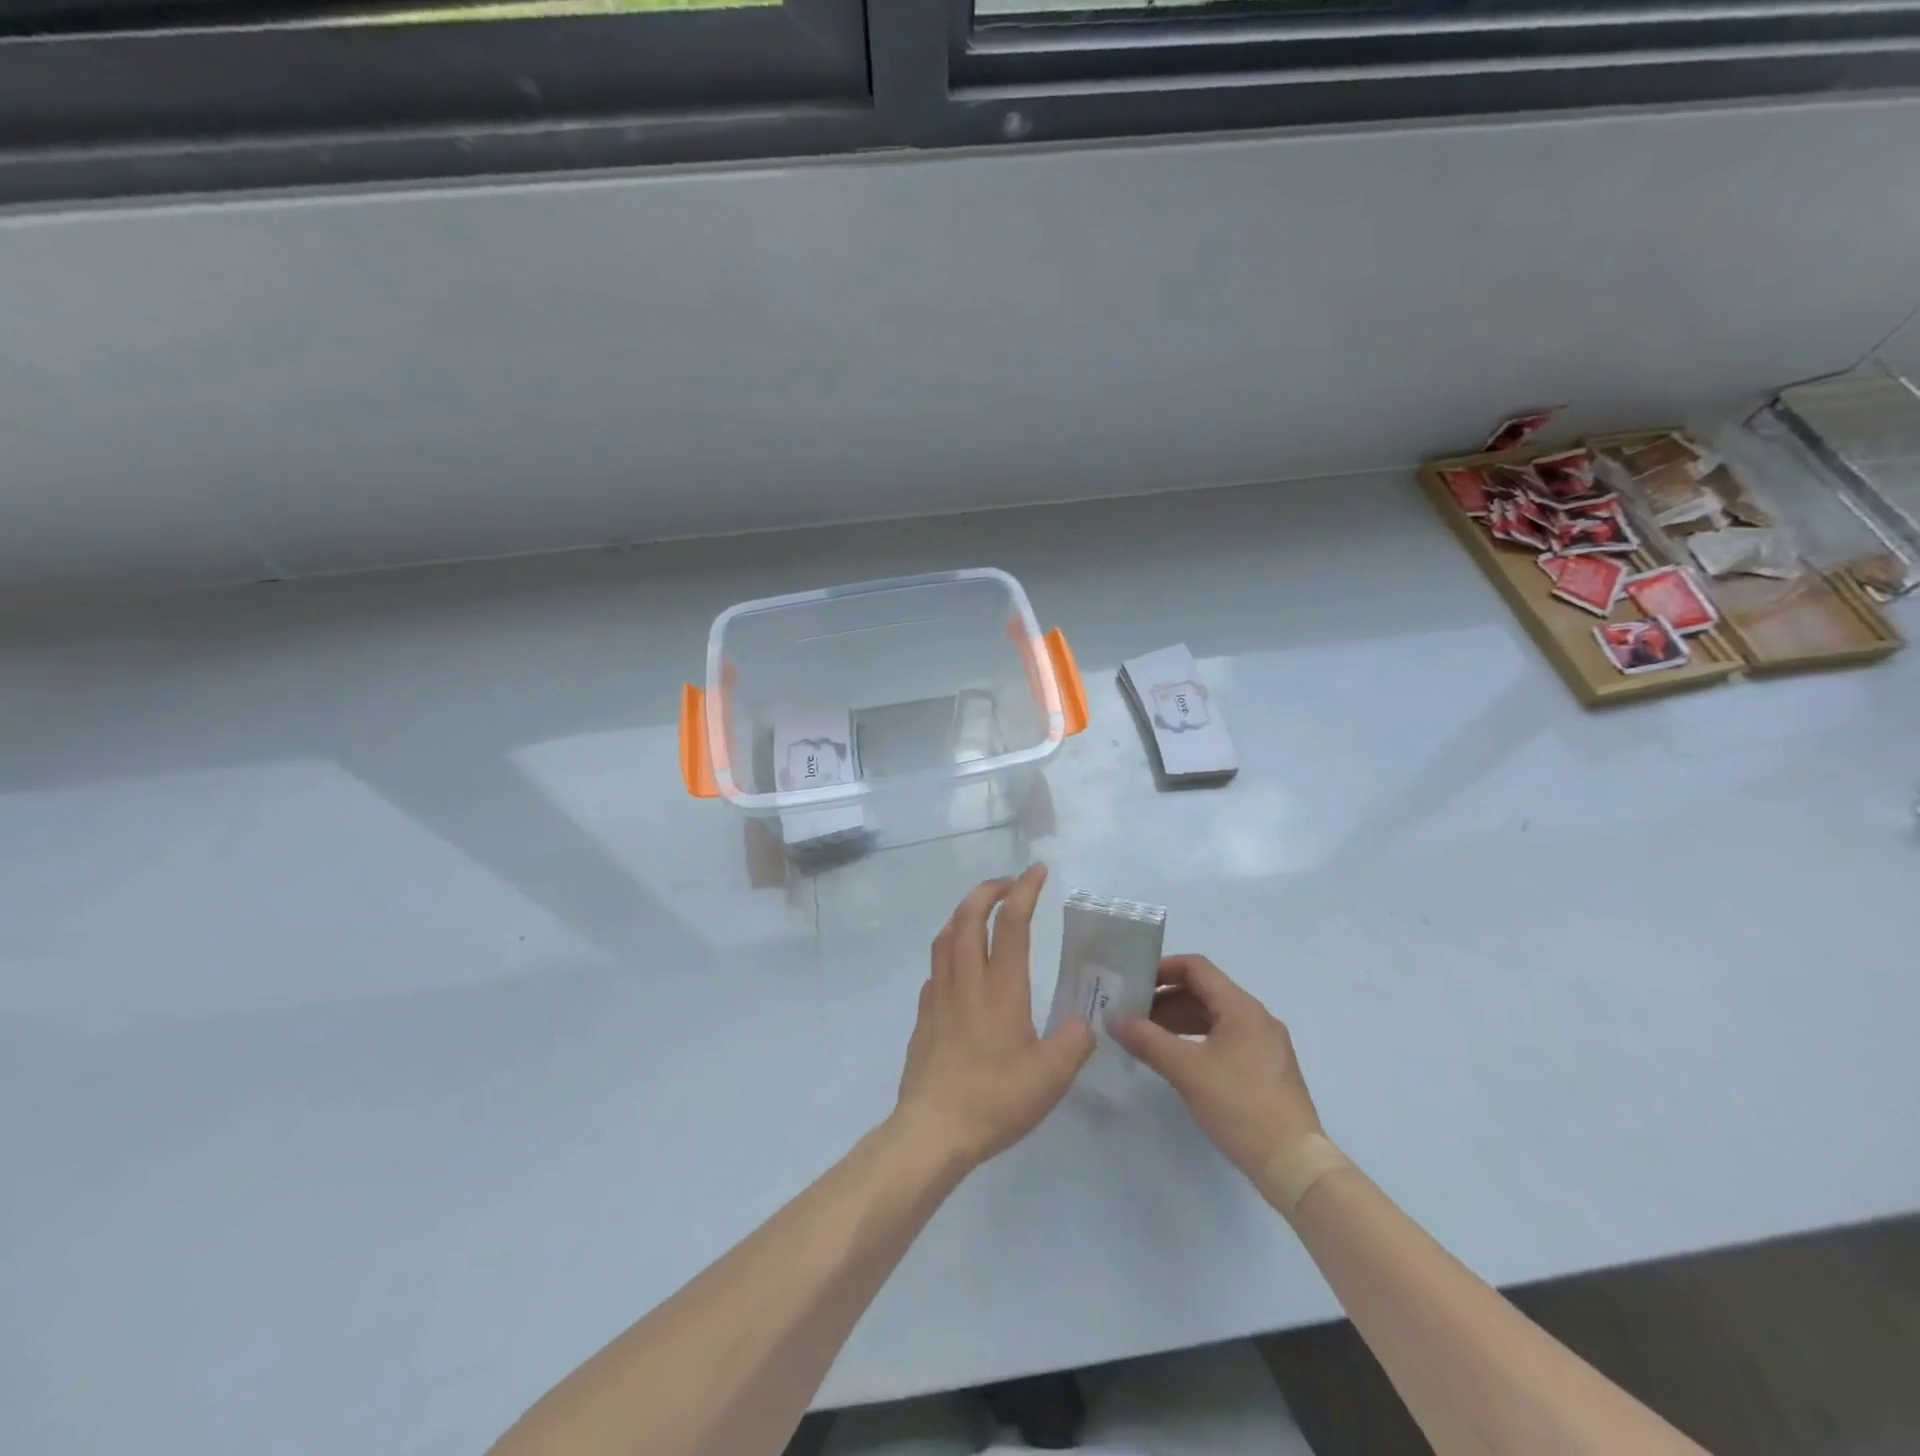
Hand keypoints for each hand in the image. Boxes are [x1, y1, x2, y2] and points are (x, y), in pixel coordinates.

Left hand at [895, 865, 1094, 1170]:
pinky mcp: (924, 1014)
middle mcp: (966, 979)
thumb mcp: (1052, 1076)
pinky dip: (950, 949)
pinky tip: (960, 967)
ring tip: (982, 913)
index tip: (1037, 871)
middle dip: (988, 890)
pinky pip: (936, 966)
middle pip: (969, 915)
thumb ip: (1075, 1041)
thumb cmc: (995, 1098)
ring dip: (964, 913)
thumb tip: (1086, 1022)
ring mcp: (939, 995)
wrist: (933, 1129)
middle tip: (1009, 884)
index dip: (1025, 890)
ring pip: (946, 936)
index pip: (1012, 922)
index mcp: (1001, 986)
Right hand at [1112, 955, 1322, 1179]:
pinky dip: (1197, 1039)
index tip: (1133, 984)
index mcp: (1241, 1007)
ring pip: (1214, 1017)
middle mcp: (1256, 1017)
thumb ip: (1147, 1040)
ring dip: (1179, 1019)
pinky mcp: (1266, 1069)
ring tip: (1147, 1036)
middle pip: (1204, 991)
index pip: (1196, 968)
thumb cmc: (1240, 1106)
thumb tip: (1113, 1018)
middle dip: (1166, 998)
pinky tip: (1178, 1059)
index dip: (1162, 969)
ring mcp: (1265, 1044)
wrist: (1295, 1164)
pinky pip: (1225, 1038)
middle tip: (1133, 1013)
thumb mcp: (1186, 1070)